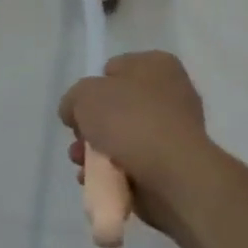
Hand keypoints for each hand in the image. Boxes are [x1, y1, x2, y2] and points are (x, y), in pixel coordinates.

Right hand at [59, 51, 212, 234]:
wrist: (173, 177)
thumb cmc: (129, 121)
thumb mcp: (83, 95)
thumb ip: (73, 100)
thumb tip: (75, 115)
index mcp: (157, 66)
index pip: (114, 69)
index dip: (93, 88)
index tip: (83, 108)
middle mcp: (170, 94)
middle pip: (117, 107)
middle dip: (93, 127)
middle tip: (79, 141)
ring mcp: (174, 133)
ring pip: (123, 139)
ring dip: (97, 153)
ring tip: (82, 166)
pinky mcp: (173, 167)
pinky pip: (135, 165)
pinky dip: (114, 173)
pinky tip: (98, 181)